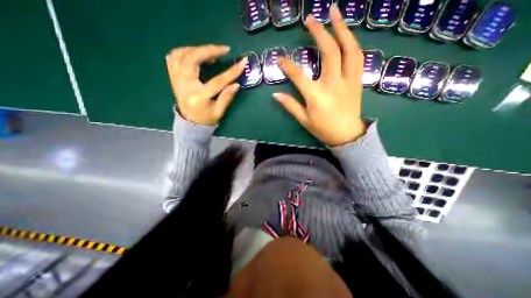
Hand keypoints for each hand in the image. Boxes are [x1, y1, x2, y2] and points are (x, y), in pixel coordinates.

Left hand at [165, 44, 247, 124]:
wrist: (189, 123)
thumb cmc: (206, 119)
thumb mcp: (219, 112)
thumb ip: (227, 97)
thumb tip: (236, 84)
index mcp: (198, 97)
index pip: (217, 81)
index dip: (231, 72)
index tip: (242, 63)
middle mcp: (184, 86)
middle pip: (193, 60)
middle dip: (209, 50)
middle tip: (223, 50)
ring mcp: (176, 80)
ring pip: (181, 54)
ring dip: (197, 49)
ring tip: (211, 52)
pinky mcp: (173, 78)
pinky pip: (173, 57)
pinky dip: (184, 51)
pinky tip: (195, 53)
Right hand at [273, 6, 365, 145]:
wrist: (347, 135)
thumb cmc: (323, 129)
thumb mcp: (304, 120)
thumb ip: (290, 105)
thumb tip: (275, 95)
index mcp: (316, 96)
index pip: (299, 76)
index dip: (287, 66)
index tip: (279, 58)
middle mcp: (333, 83)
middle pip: (329, 52)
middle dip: (319, 32)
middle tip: (311, 19)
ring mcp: (348, 80)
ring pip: (349, 49)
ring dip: (342, 28)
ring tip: (334, 13)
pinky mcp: (357, 81)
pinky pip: (358, 57)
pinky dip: (352, 43)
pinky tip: (347, 35)